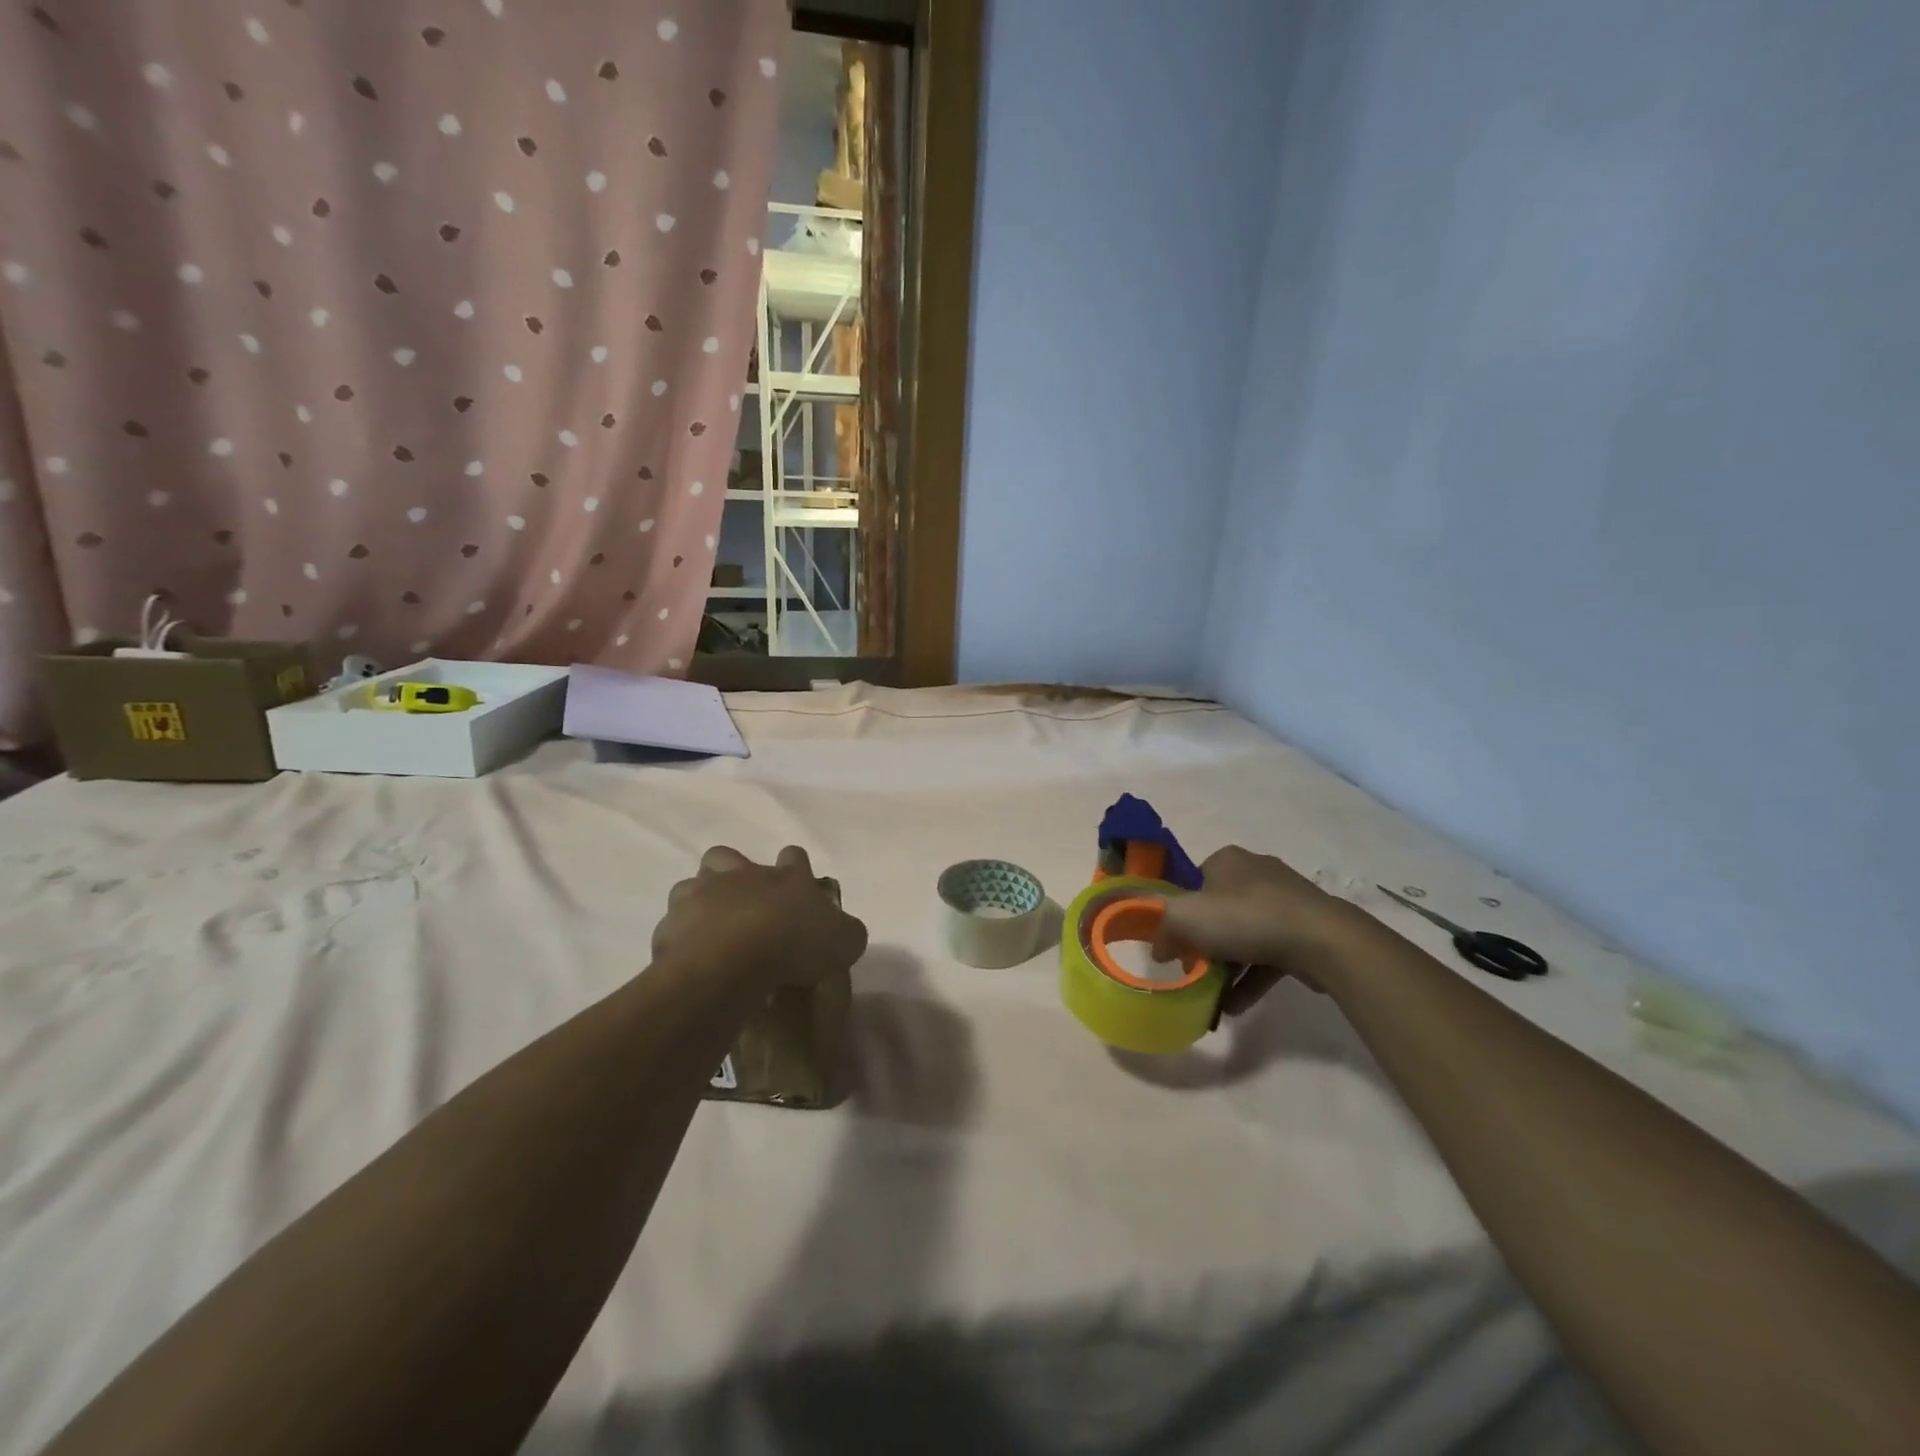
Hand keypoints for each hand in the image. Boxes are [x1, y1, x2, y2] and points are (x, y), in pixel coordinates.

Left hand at [652, 845, 867, 993]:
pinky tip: (692, 962)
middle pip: (727, 856)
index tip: (799, 888)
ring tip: (710, 933)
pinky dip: (680, 941)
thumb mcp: (844, 941)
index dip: (796, 869)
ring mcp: (700, 897)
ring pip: (691, 886)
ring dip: (700, 903)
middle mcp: (741, 876)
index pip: (794, 857)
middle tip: (743, 904)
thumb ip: (846, 932)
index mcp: (786, 877)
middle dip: (732, 872)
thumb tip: (844, 932)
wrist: (731, 962)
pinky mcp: (670, 926)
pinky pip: (672, 928)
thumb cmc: (794, 944)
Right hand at [1153, 846, 1359, 1014]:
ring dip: (1227, 967)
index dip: (1179, 912)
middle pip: (1218, 910)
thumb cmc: (1246, 918)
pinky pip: (1269, 955)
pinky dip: (1251, 978)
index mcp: (1227, 860)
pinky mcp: (1305, 931)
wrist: (1322, 941)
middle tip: (1191, 969)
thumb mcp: (1185, 917)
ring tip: (1211, 996)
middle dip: (1204, 943)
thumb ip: (1161, 927)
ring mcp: (1285, 903)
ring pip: (1245, 935)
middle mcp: (1256, 873)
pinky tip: (1235, 1006)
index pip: (1193, 882)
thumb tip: (1158, 948)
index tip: (1173, 941)